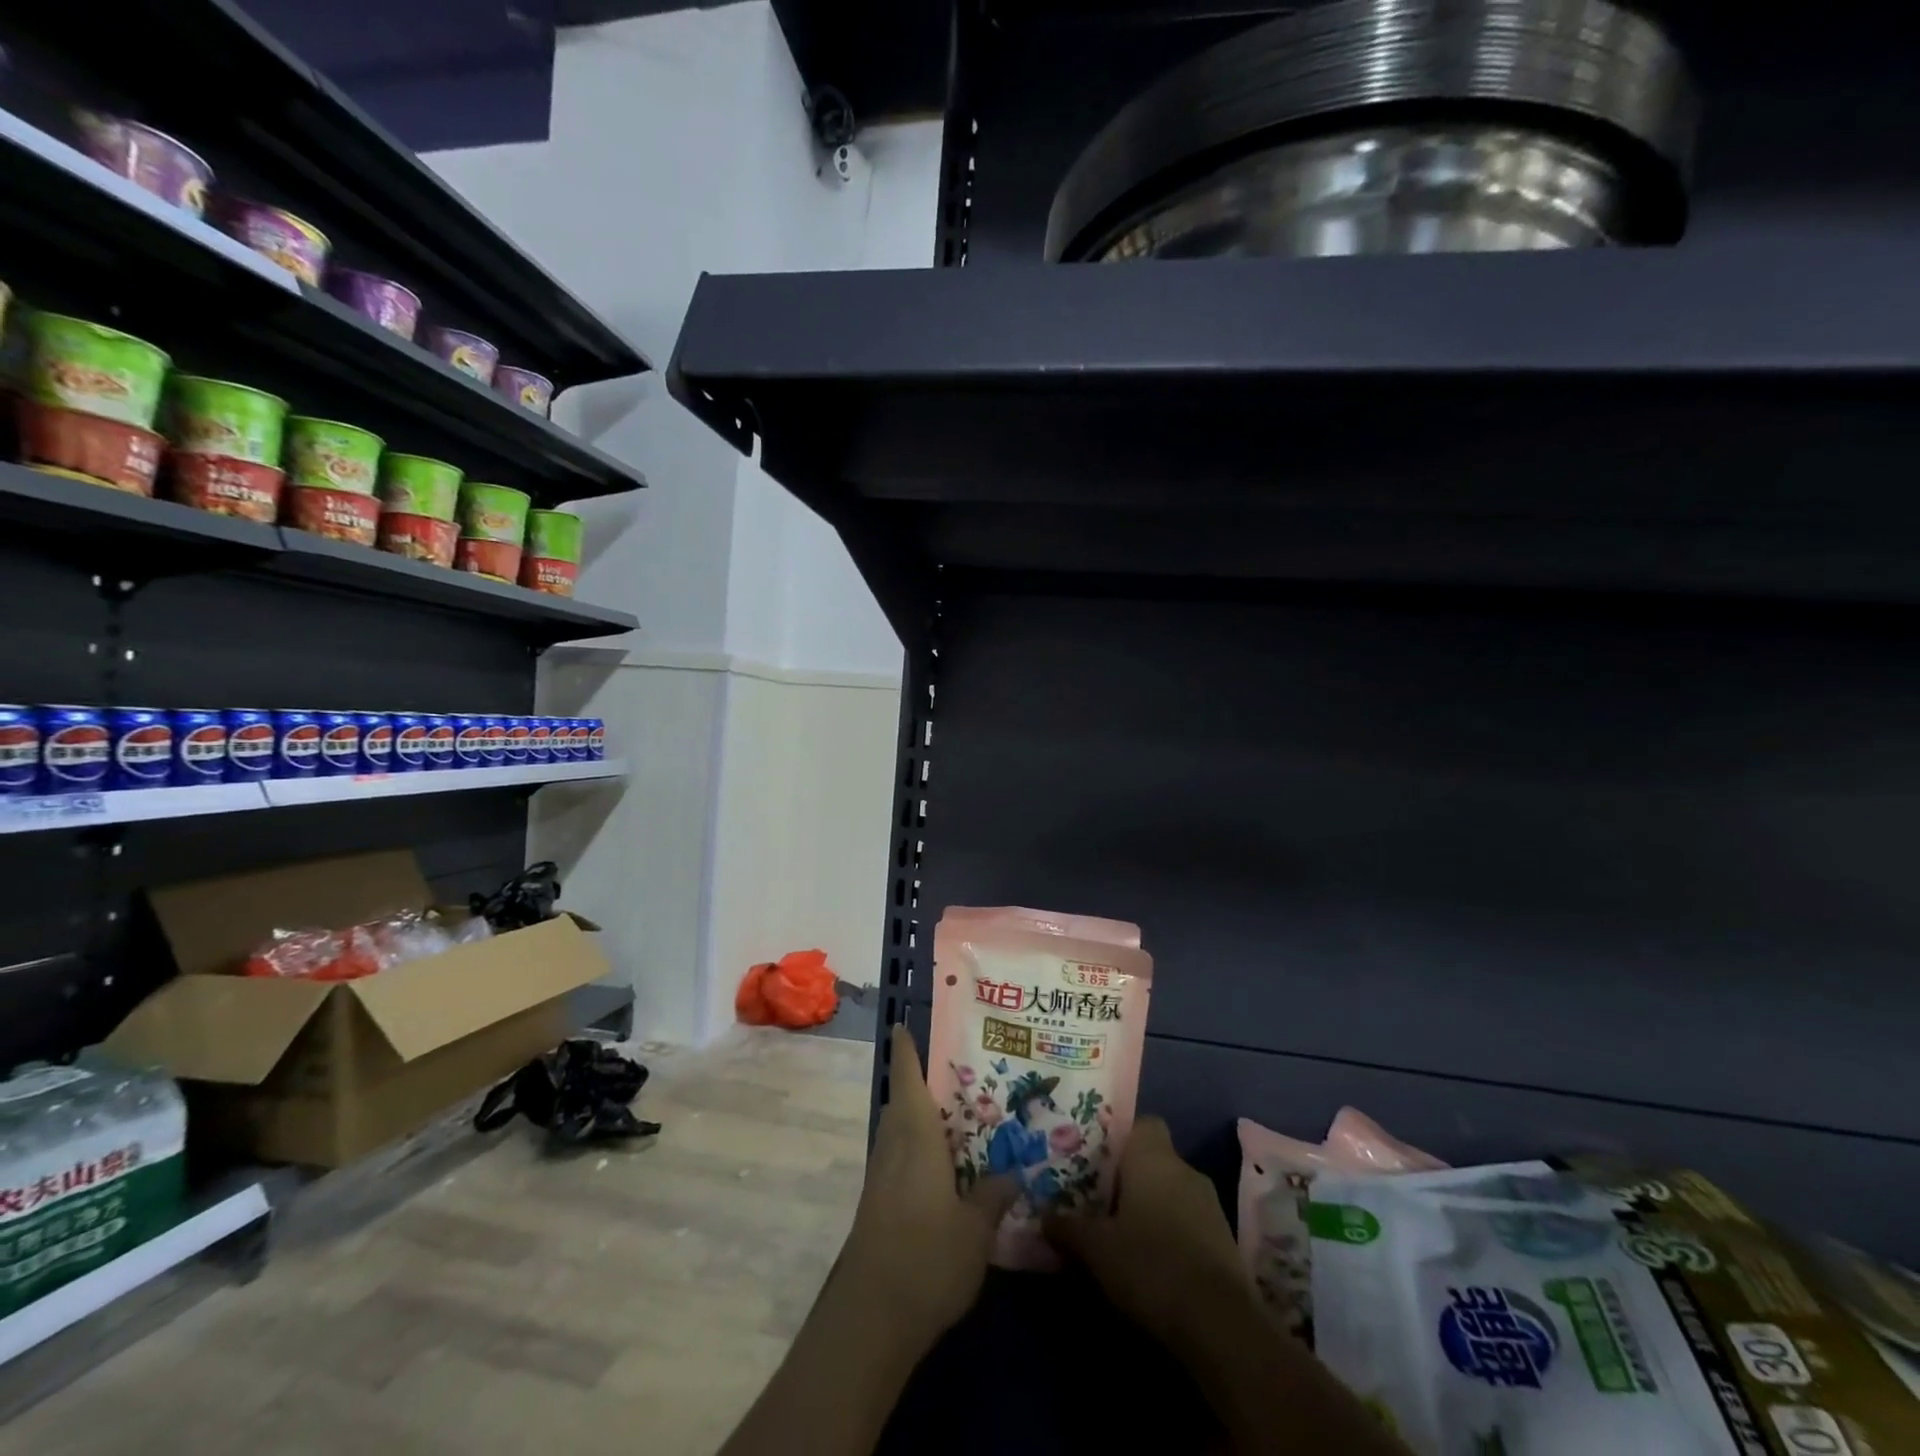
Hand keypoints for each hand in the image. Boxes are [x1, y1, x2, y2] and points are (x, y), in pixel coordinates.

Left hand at [838, 1026, 1016, 1346]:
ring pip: (901, 1130)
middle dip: (923, 1083)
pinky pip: (901, 1157)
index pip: (906, 1077)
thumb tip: (1013, 1168)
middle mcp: (894, 1145)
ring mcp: (881, 1176)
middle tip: (961, 1073)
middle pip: (903, 1101)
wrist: (871, 1318)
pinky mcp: (879, 1204)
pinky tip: (947, 1167)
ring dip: (922, 1118)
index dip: (906, 1049)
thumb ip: (994, 1193)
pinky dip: (921, 1148)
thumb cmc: (926, 1257)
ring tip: (962, 1116)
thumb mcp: (976, 1229)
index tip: (903, 1024)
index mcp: (916, 1135)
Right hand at [1046, 1116, 1250, 1347]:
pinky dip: (1171, 1236)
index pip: (1142, 1123)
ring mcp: (1210, 1206)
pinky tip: (1152, 1264)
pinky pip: (1189, 1223)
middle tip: (1099, 1200)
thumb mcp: (1096, 1248)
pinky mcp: (1225, 1242)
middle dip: (1130, 1179)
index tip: (1098, 1160)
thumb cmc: (1149, 1264)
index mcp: (1153, 1157)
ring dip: (1151, 1209)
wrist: (1220, 1326)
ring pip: (1172, 1193)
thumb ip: (1068, 1227)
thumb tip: (1044, 1216)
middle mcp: (1185, 1170)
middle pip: (1154, 1161)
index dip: (1120, 1138)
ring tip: (1122, 1235)